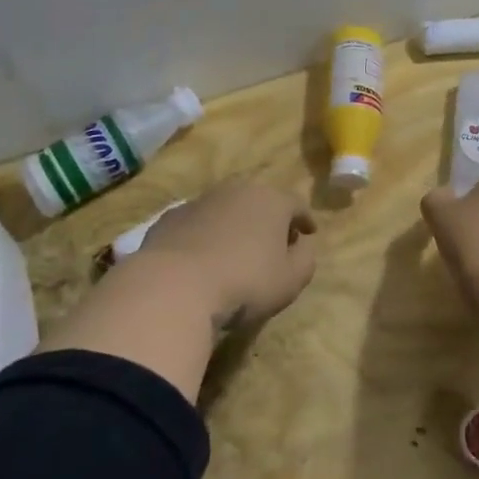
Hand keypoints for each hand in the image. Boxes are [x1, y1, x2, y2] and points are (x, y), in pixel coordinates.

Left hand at [136, 178, 317, 330]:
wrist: (174, 287)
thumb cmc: (245, 282)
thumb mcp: (291, 280)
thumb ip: (305, 259)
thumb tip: (302, 246)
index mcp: (271, 200)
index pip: (296, 204)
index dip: (305, 219)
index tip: (309, 233)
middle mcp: (236, 191)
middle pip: (260, 201)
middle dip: (269, 219)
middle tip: (274, 242)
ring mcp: (199, 201)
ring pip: (226, 209)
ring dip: (235, 225)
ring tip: (236, 251)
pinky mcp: (169, 218)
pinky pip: (197, 224)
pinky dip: (205, 235)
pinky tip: (202, 258)